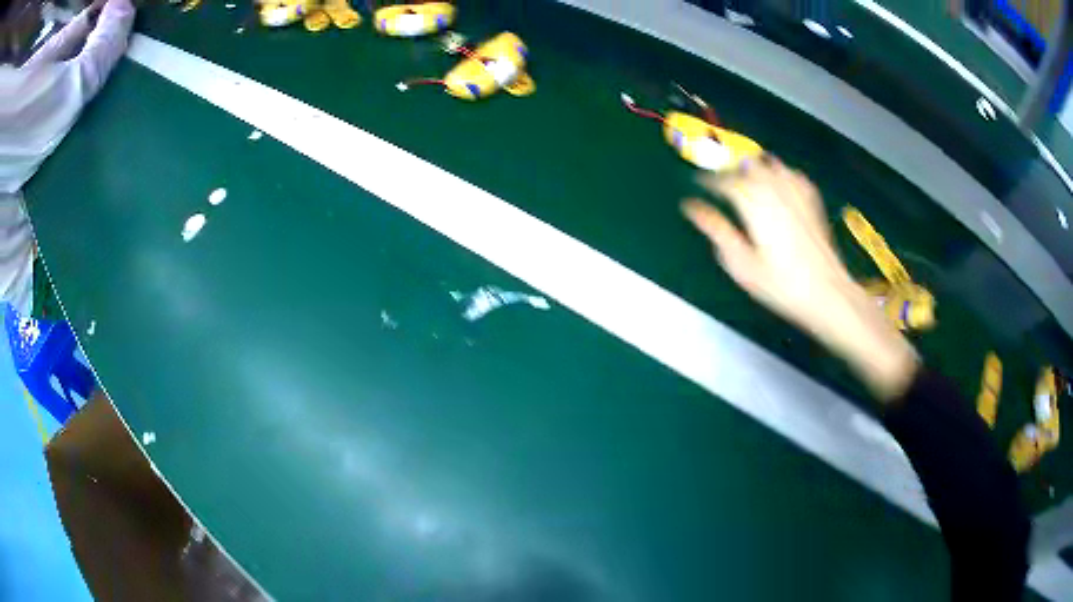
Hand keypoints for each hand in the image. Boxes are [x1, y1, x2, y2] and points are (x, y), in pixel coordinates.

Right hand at [682, 156, 918, 400]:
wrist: (827, 292)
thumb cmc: (781, 285)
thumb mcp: (742, 264)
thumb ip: (717, 231)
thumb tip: (692, 208)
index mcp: (753, 203)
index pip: (724, 180)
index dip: (708, 180)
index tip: (697, 183)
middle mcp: (774, 189)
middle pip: (747, 165)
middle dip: (730, 169)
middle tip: (719, 181)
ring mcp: (796, 192)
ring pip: (770, 164)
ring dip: (754, 167)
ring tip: (744, 177)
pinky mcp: (812, 199)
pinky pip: (792, 173)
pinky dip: (779, 172)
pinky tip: (777, 181)